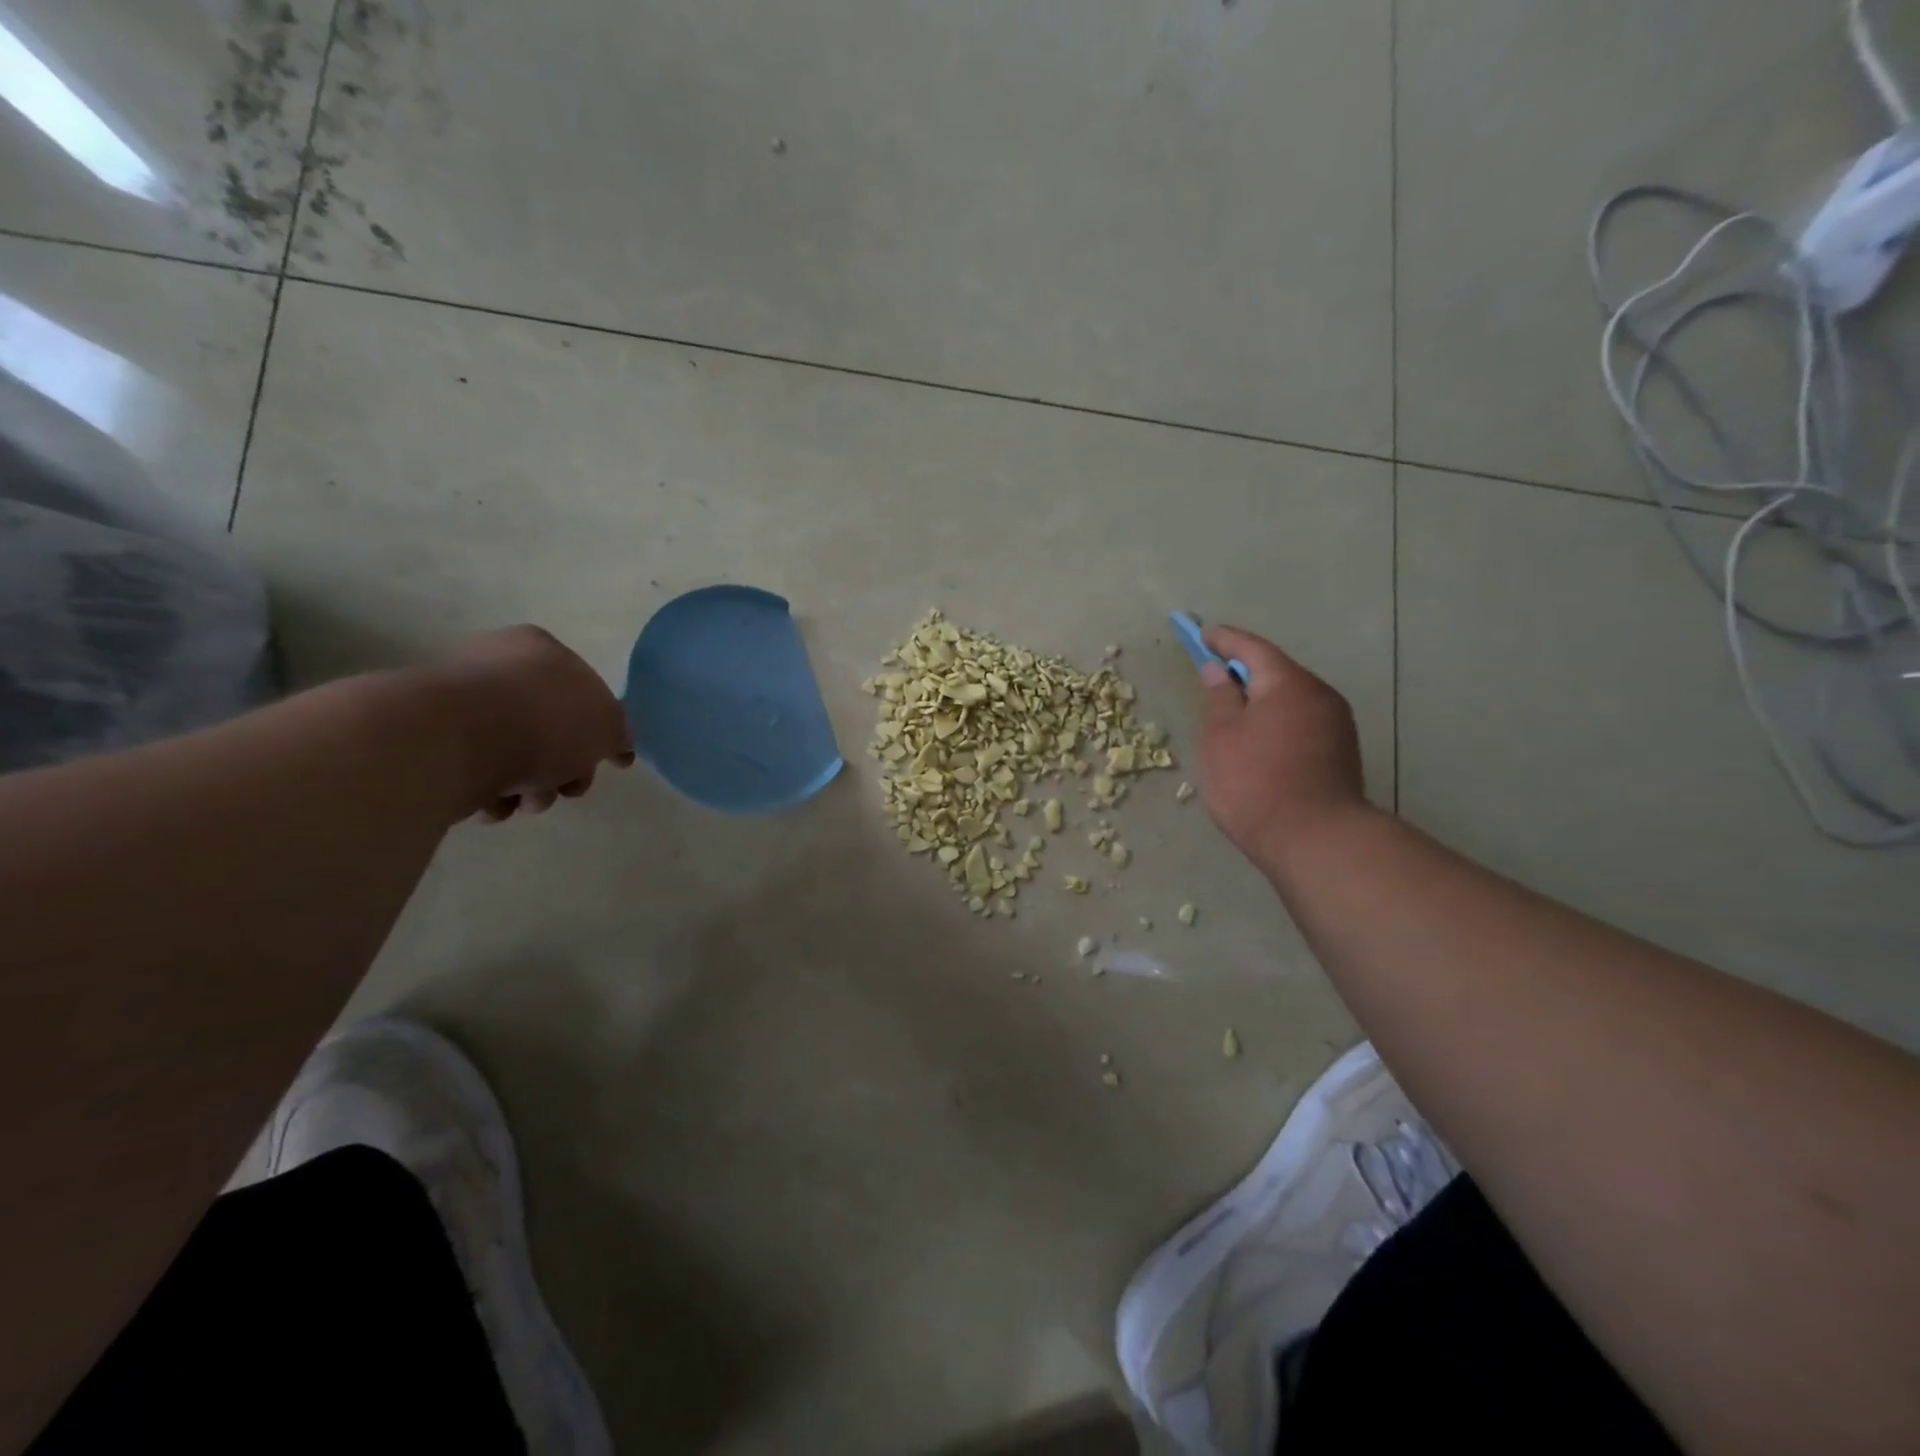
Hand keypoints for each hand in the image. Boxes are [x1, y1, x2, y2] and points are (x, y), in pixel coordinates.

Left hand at [435, 626, 633, 820]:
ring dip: (531, 786)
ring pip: (514, 753)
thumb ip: (618, 733)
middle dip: (564, 766)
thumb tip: (616, 745)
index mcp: (540, 648)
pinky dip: (490, 791)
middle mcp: (496, 666)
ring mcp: (459, 702)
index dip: (598, 730)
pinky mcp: (431, 740)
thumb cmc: (545, 720)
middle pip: (549, 726)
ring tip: (528, 801)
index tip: (601, 761)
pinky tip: (494, 802)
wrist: (457, 741)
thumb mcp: (607, 725)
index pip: (582, 688)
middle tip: (568, 788)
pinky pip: (475, 771)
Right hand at [1197, 625, 1366, 866]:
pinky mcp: (1341, 752)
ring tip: (1233, 712)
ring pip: (1291, 698)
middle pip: (1276, 672)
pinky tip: (1259, 740)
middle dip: (1244, 670)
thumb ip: (1219, 697)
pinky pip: (1301, 721)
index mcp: (1288, 683)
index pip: (1252, 648)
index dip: (1224, 640)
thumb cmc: (1254, 783)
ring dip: (1262, 698)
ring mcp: (1337, 724)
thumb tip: (1220, 671)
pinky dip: (1277, 720)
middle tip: (1214, 675)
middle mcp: (1320, 695)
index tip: (1203, 634)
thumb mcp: (1220, 737)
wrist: (1315, 841)